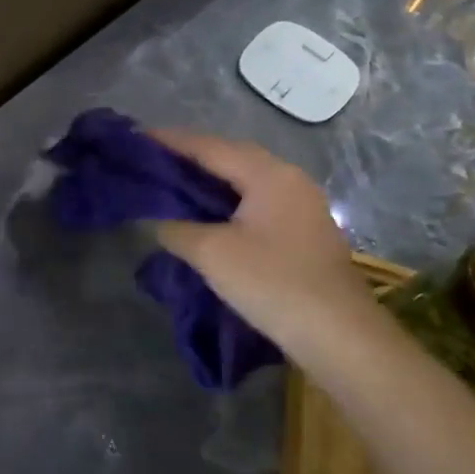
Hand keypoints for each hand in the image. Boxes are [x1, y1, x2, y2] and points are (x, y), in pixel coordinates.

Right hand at [147, 129, 386, 354]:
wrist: (338, 336)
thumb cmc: (272, 283)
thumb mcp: (210, 252)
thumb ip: (174, 227)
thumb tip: (155, 219)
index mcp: (269, 175)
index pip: (210, 147)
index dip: (171, 141)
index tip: (136, 137)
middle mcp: (290, 180)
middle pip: (231, 157)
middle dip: (190, 157)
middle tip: (151, 160)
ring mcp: (301, 206)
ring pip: (245, 180)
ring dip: (208, 179)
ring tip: (171, 183)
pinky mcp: (303, 231)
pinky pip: (255, 201)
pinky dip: (225, 200)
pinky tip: (204, 213)